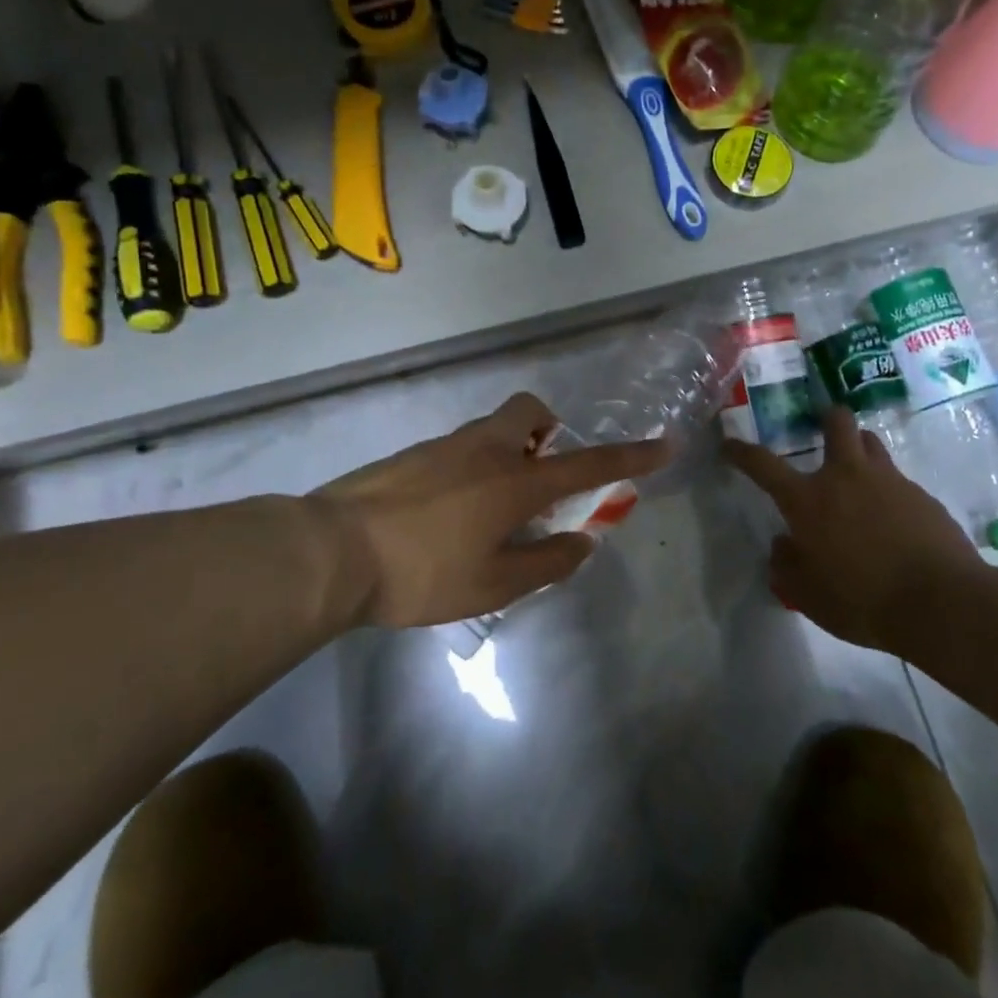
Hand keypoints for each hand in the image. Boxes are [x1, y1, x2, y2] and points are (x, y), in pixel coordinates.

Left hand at [313, 393, 670, 629]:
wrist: (332, 551)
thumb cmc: (422, 573)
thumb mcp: (493, 585)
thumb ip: (545, 562)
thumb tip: (582, 542)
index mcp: (515, 481)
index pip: (588, 464)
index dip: (631, 457)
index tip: (664, 445)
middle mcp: (485, 449)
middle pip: (530, 412)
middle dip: (549, 431)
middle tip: (540, 475)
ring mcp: (444, 445)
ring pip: (492, 429)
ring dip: (508, 452)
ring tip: (489, 510)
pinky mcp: (412, 454)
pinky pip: (459, 448)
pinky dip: (472, 468)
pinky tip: (447, 514)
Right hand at [723, 408, 983, 651]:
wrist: (942, 604)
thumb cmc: (862, 600)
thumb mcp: (808, 595)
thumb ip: (787, 567)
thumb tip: (783, 545)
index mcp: (809, 499)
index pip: (763, 465)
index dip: (742, 452)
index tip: (730, 445)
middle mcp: (847, 477)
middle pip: (837, 423)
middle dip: (827, 417)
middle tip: (823, 425)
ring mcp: (890, 482)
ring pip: (872, 445)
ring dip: (860, 449)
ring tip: (858, 472)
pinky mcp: (923, 497)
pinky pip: (899, 481)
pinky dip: (889, 491)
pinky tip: (894, 522)